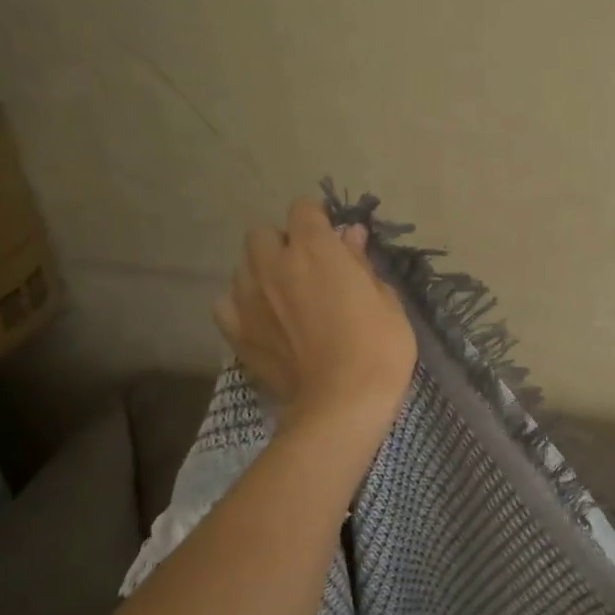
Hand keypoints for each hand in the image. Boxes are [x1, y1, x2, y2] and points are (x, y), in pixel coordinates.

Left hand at [214, 197, 416, 432]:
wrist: (342, 405)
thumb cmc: (378, 348)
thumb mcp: (387, 300)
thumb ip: (361, 263)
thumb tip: (350, 236)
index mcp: (315, 250)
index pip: (303, 209)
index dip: (319, 219)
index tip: (333, 238)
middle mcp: (274, 265)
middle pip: (263, 234)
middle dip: (283, 243)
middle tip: (308, 269)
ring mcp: (248, 299)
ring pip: (243, 266)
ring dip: (262, 272)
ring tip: (284, 296)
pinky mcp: (237, 332)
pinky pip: (227, 304)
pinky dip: (242, 305)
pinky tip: (262, 319)